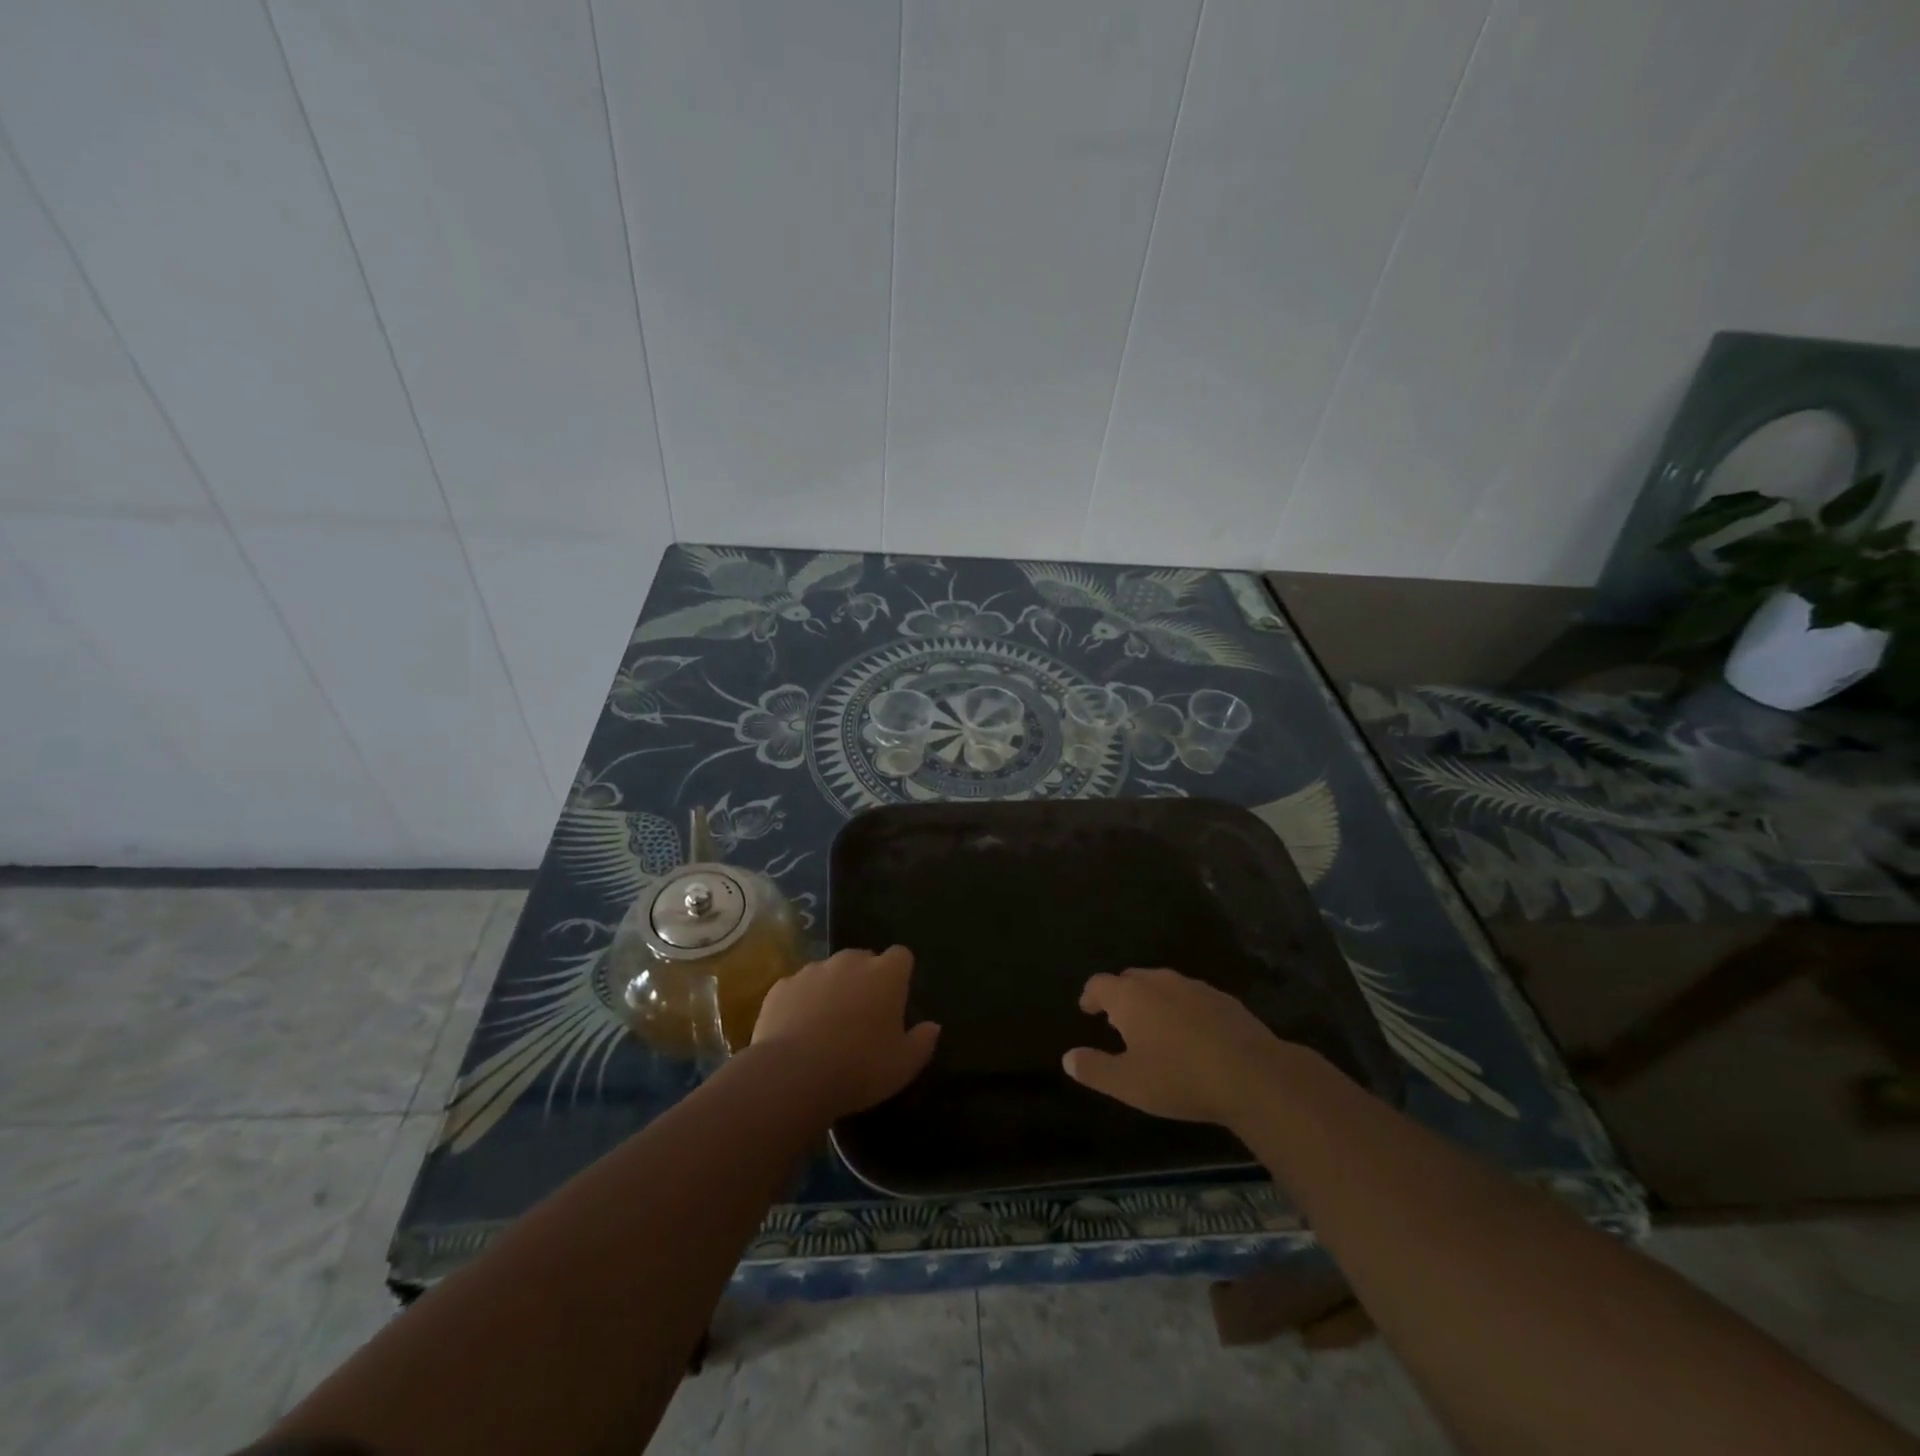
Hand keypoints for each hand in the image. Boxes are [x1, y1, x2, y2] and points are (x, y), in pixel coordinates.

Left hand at [750, 945, 939, 1118]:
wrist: (793, 1075)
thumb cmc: (859, 1068)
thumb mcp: (904, 1065)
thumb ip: (923, 1041)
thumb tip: (932, 1026)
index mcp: (885, 974)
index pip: (901, 956)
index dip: (900, 975)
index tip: (896, 1000)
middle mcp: (850, 961)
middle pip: (864, 959)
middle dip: (865, 980)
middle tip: (862, 1016)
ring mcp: (813, 970)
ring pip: (829, 972)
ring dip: (832, 989)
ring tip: (827, 1026)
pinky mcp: (782, 985)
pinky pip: (798, 988)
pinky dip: (801, 1002)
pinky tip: (797, 1031)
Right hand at [1063, 968, 1303, 1128]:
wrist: (1252, 1074)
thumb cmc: (1180, 1078)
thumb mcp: (1128, 1084)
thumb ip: (1094, 1069)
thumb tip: (1067, 1057)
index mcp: (1130, 997)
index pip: (1099, 984)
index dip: (1090, 996)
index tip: (1087, 1010)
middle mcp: (1159, 982)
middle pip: (1131, 979)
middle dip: (1121, 996)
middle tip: (1118, 1021)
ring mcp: (1194, 987)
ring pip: (1163, 985)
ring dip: (1152, 1001)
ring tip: (1154, 1027)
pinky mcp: (1223, 999)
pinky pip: (1191, 997)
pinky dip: (1182, 1009)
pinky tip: (1191, 1034)